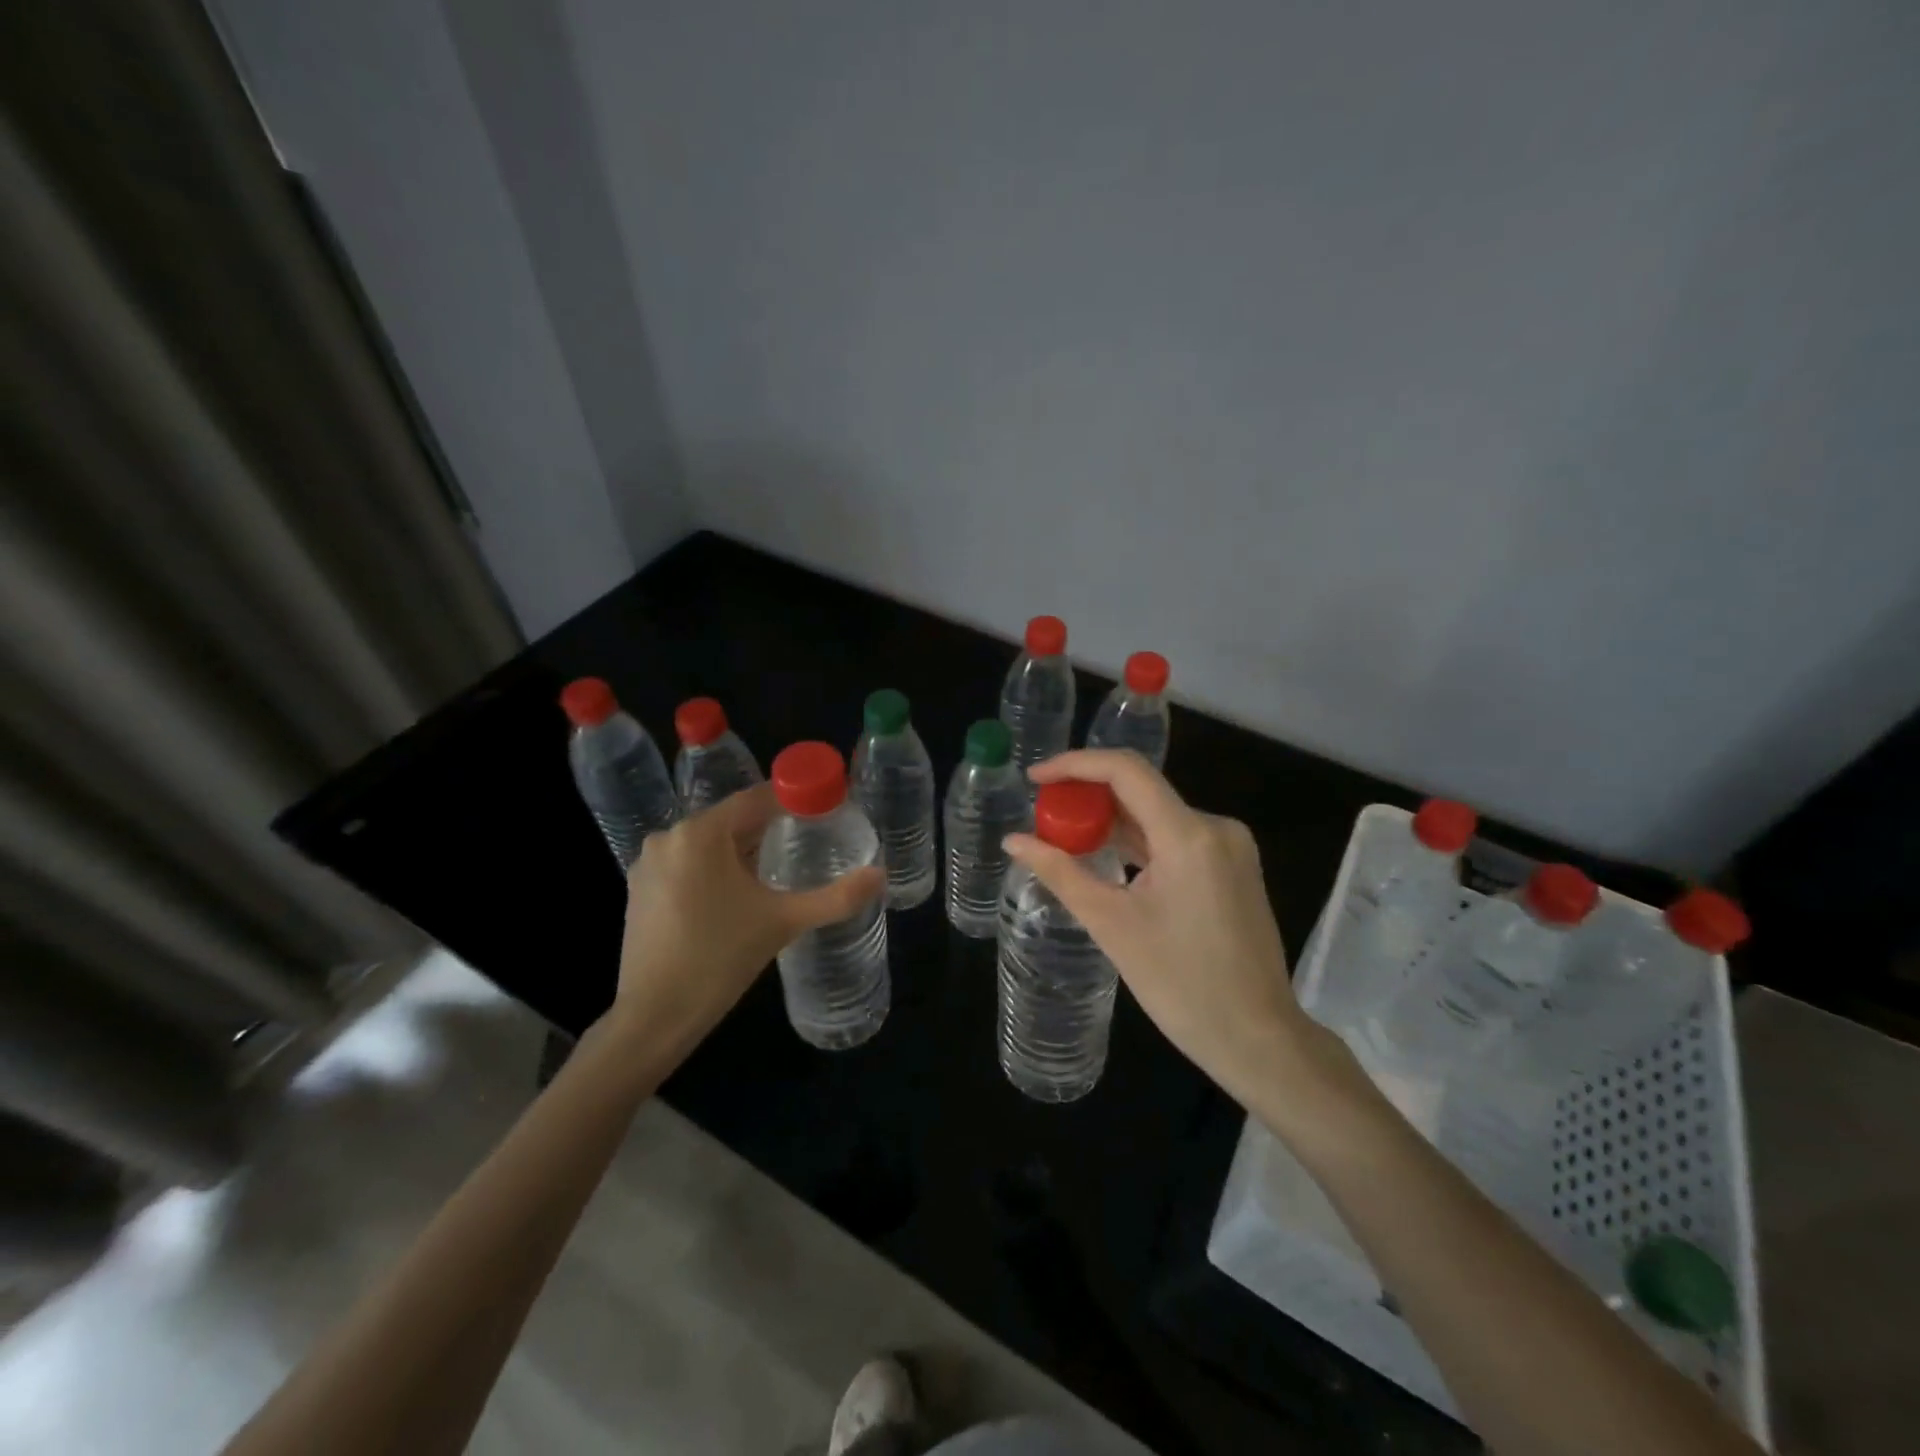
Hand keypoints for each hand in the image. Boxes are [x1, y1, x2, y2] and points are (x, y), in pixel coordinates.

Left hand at [608, 785, 884, 1052]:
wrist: (653, 1018)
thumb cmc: (719, 959)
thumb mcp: (784, 922)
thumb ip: (835, 897)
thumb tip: (879, 875)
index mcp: (701, 833)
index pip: (755, 799)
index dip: (792, 800)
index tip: (823, 808)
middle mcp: (669, 837)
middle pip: (731, 819)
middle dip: (770, 828)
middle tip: (810, 840)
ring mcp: (649, 864)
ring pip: (709, 842)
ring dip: (743, 850)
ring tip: (780, 867)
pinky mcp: (640, 890)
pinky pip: (688, 863)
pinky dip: (716, 868)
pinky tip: (738, 894)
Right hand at [1004, 750, 1338, 1107]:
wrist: (1258, 1038)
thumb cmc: (1181, 985)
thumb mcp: (1111, 925)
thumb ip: (1060, 873)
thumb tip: (1014, 841)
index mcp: (1190, 835)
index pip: (1126, 771)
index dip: (1075, 765)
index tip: (1035, 779)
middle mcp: (1216, 828)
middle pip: (1142, 791)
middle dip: (1088, 797)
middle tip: (1044, 816)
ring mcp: (1230, 848)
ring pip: (1158, 816)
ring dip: (1112, 822)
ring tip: (1065, 838)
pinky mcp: (1233, 868)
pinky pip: (1176, 839)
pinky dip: (1139, 843)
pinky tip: (1107, 859)